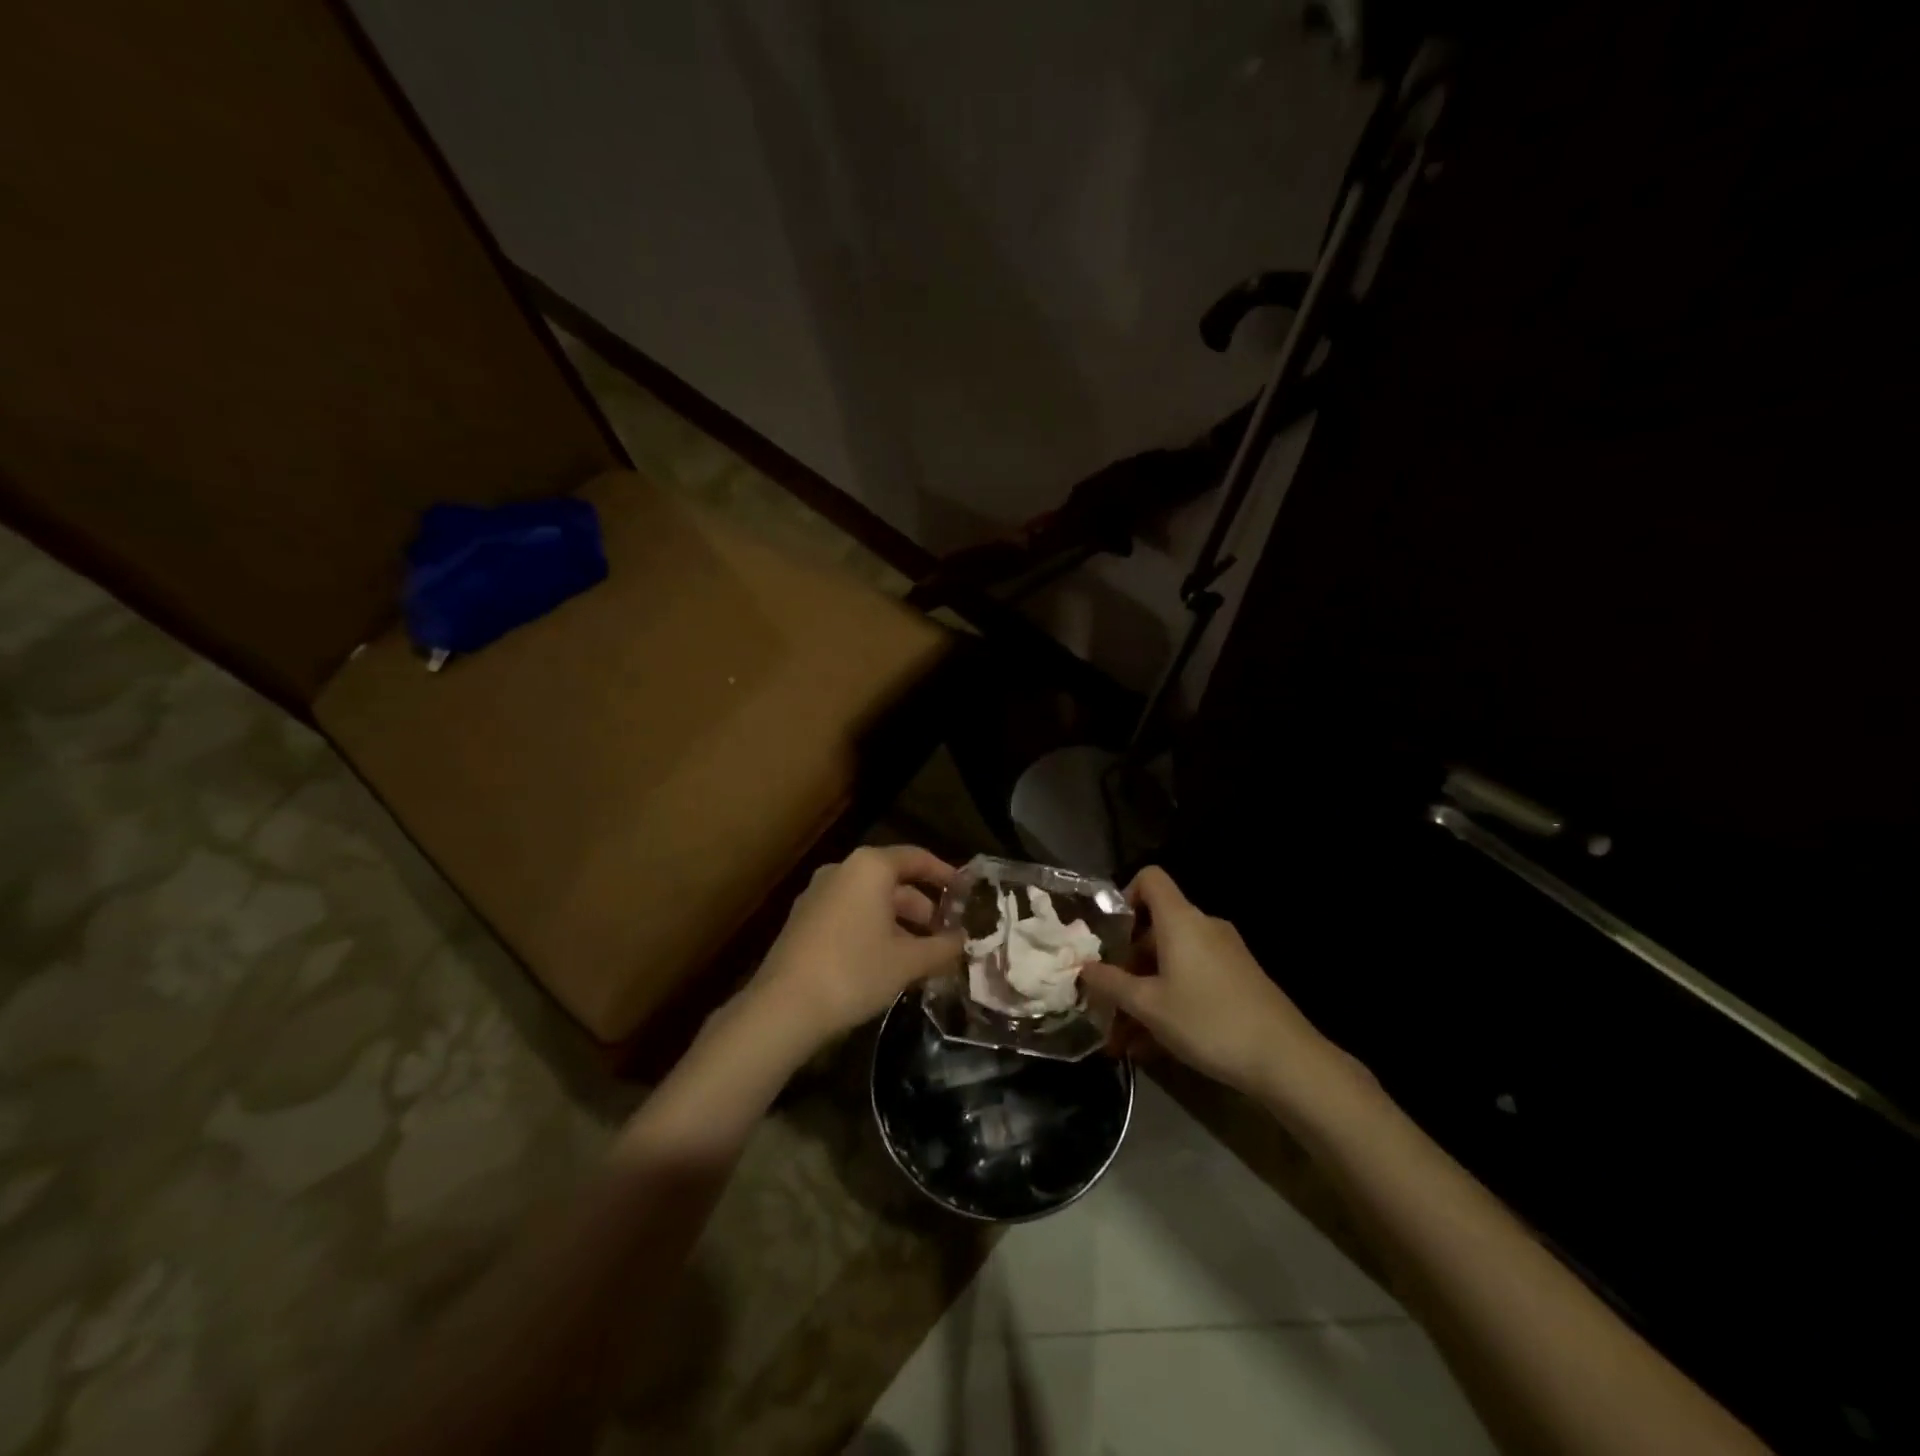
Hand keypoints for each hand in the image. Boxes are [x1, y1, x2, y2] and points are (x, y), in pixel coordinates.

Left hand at [749, 845, 963, 1050]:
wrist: (783, 1007)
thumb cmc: (854, 971)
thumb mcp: (908, 961)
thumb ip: (942, 947)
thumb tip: (963, 941)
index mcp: (869, 867)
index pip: (917, 858)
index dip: (945, 874)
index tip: (965, 893)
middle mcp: (842, 870)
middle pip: (893, 880)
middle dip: (923, 908)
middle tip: (946, 935)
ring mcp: (818, 894)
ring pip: (870, 901)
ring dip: (899, 923)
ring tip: (922, 956)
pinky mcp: (803, 920)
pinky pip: (850, 914)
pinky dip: (873, 930)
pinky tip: (887, 962)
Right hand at [1082, 866, 1349, 1100]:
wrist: (1286, 1059)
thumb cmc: (1208, 1020)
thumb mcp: (1149, 1006)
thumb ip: (1111, 984)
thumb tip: (1083, 968)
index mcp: (1180, 920)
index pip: (1150, 879)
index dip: (1124, 895)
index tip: (1107, 933)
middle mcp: (1203, 927)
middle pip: (1155, 928)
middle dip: (1126, 964)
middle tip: (1105, 999)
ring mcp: (1224, 954)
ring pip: (1171, 962)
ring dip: (1144, 993)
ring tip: (1122, 1038)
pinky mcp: (1238, 980)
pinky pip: (1192, 980)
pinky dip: (1169, 1002)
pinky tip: (1151, 1047)